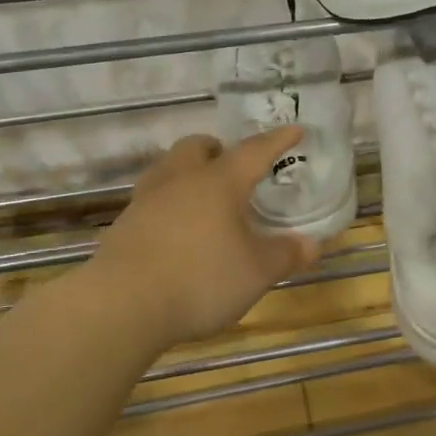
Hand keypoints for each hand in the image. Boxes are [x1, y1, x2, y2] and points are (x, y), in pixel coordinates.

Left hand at [90, 128, 322, 344]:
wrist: (123, 305)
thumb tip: (312, 244)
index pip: (254, 151)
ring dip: (186, 173)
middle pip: (196, 147)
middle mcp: (180, 180)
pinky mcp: (124, 226)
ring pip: (167, 169)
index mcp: (219, 182)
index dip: (277, 141)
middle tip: (231, 166)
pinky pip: (150, 201)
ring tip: (202, 196)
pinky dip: (167, 205)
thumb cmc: (201, 279)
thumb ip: (285, 254)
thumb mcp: (257, 272)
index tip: (294, 130)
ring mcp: (146, 201)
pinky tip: (175, 231)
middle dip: (216, 149)